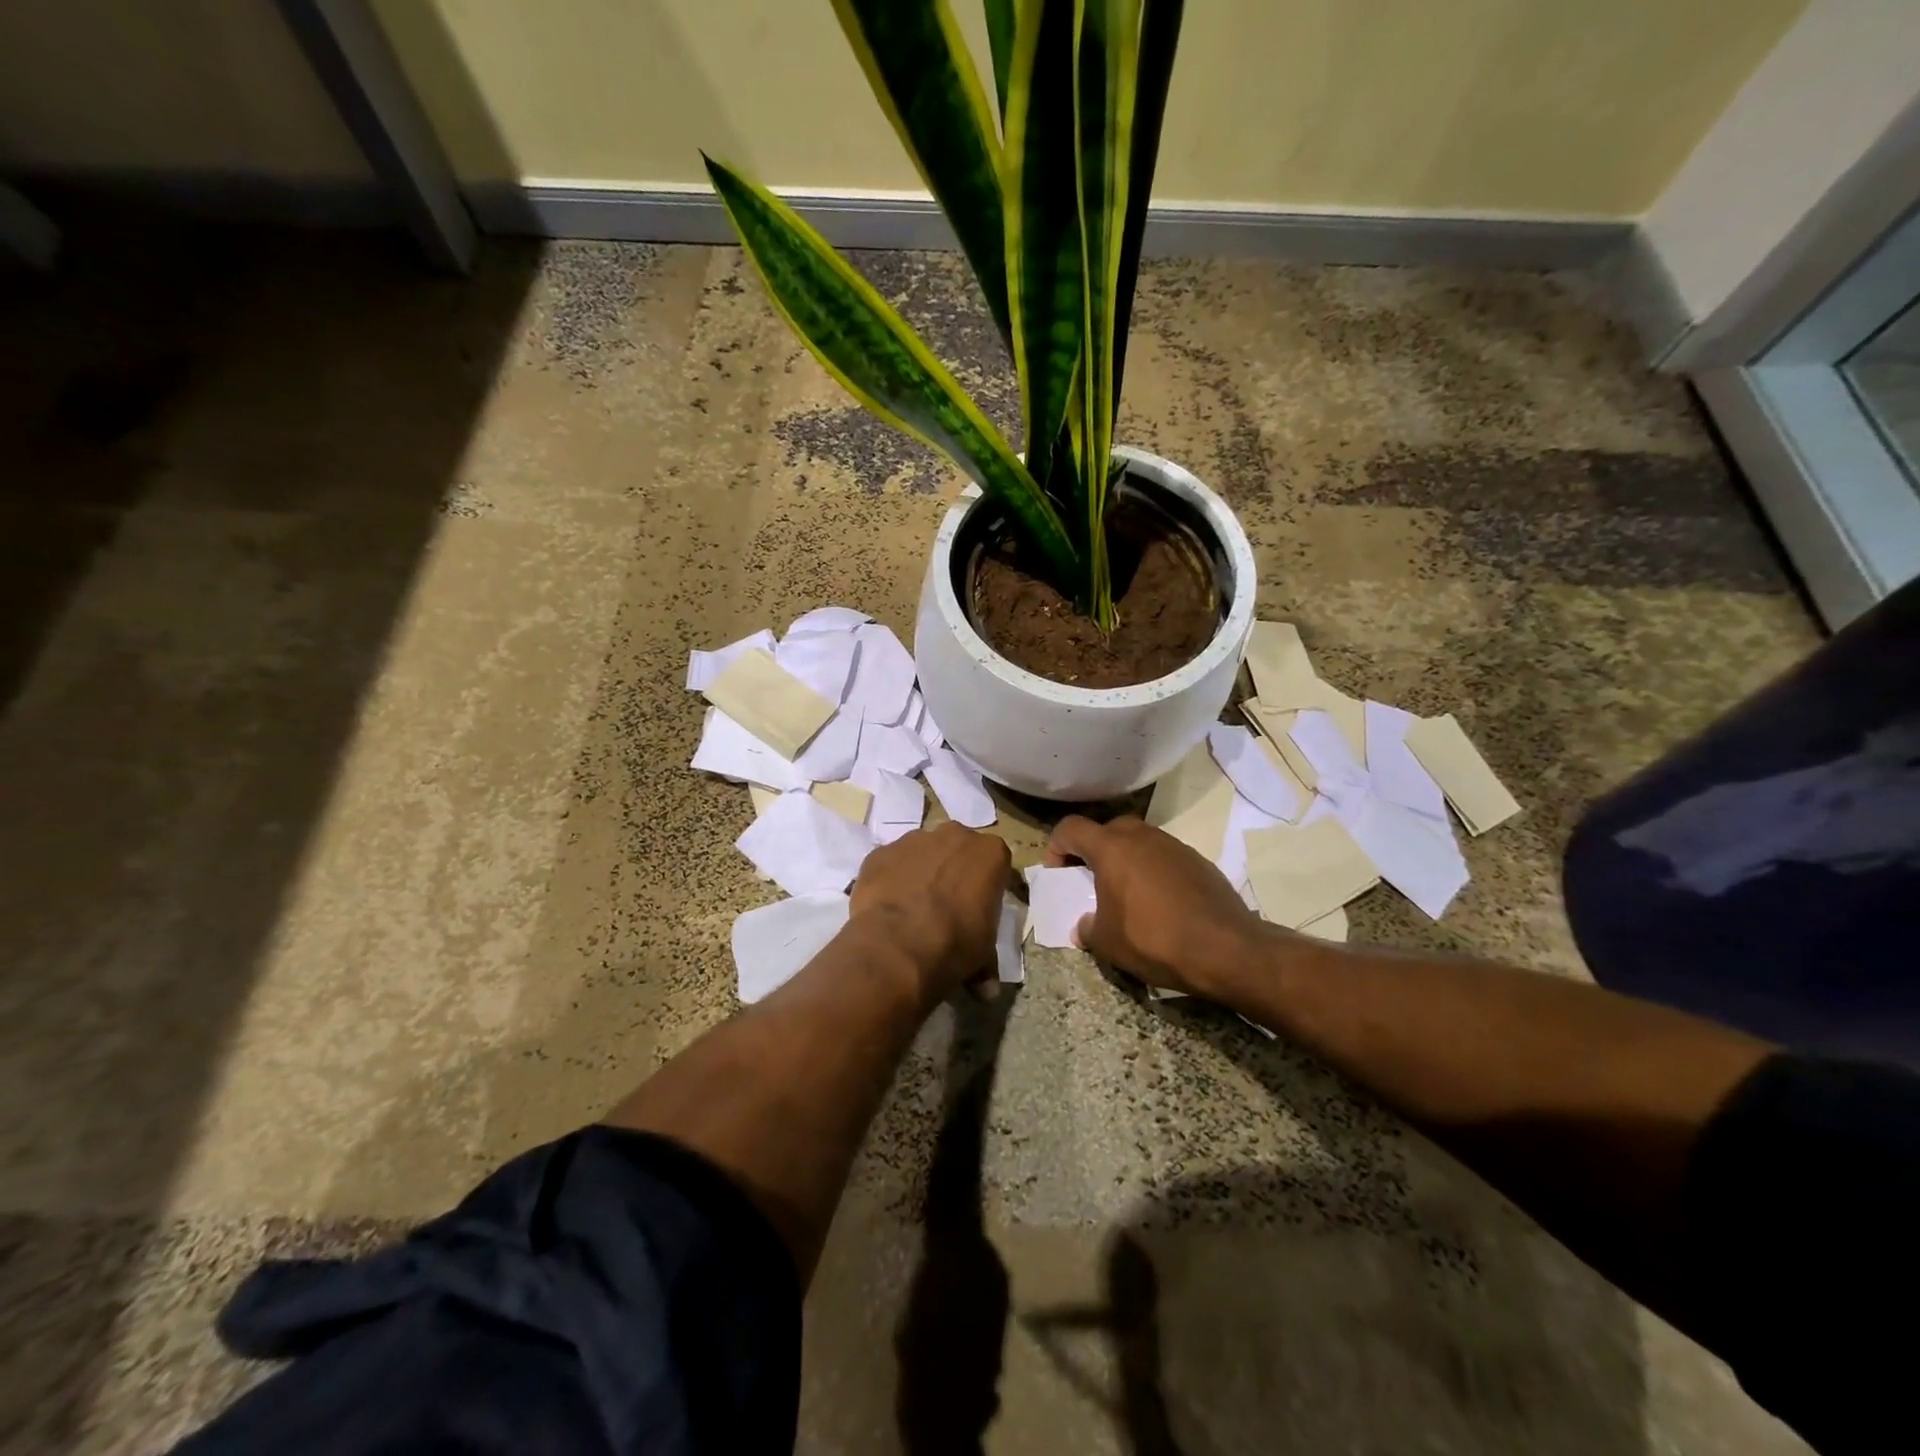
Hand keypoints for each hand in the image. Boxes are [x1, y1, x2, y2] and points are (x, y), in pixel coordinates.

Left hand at [851, 823, 1010, 999]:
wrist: (899, 946)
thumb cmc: (956, 945)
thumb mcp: (983, 955)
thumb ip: (987, 962)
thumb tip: (986, 991)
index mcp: (990, 853)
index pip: (995, 863)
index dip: (988, 886)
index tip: (980, 908)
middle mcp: (954, 836)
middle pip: (957, 849)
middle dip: (953, 871)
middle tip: (946, 906)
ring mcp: (913, 840)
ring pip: (921, 852)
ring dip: (920, 872)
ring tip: (912, 909)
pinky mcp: (879, 853)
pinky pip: (889, 864)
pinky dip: (889, 880)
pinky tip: (887, 907)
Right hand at [1045, 815, 1264, 997]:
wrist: (1226, 949)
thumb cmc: (1154, 940)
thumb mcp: (1107, 943)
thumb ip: (1088, 928)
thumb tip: (1085, 925)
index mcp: (1112, 848)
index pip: (1071, 828)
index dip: (1057, 847)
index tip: (1060, 875)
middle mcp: (1142, 836)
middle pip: (1106, 830)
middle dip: (1093, 851)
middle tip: (1092, 881)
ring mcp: (1174, 845)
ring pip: (1139, 841)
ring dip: (1126, 860)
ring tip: (1127, 894)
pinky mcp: (1198, 860)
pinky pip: (1164, 857)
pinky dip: (1153, 871)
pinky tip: (1160, 903)